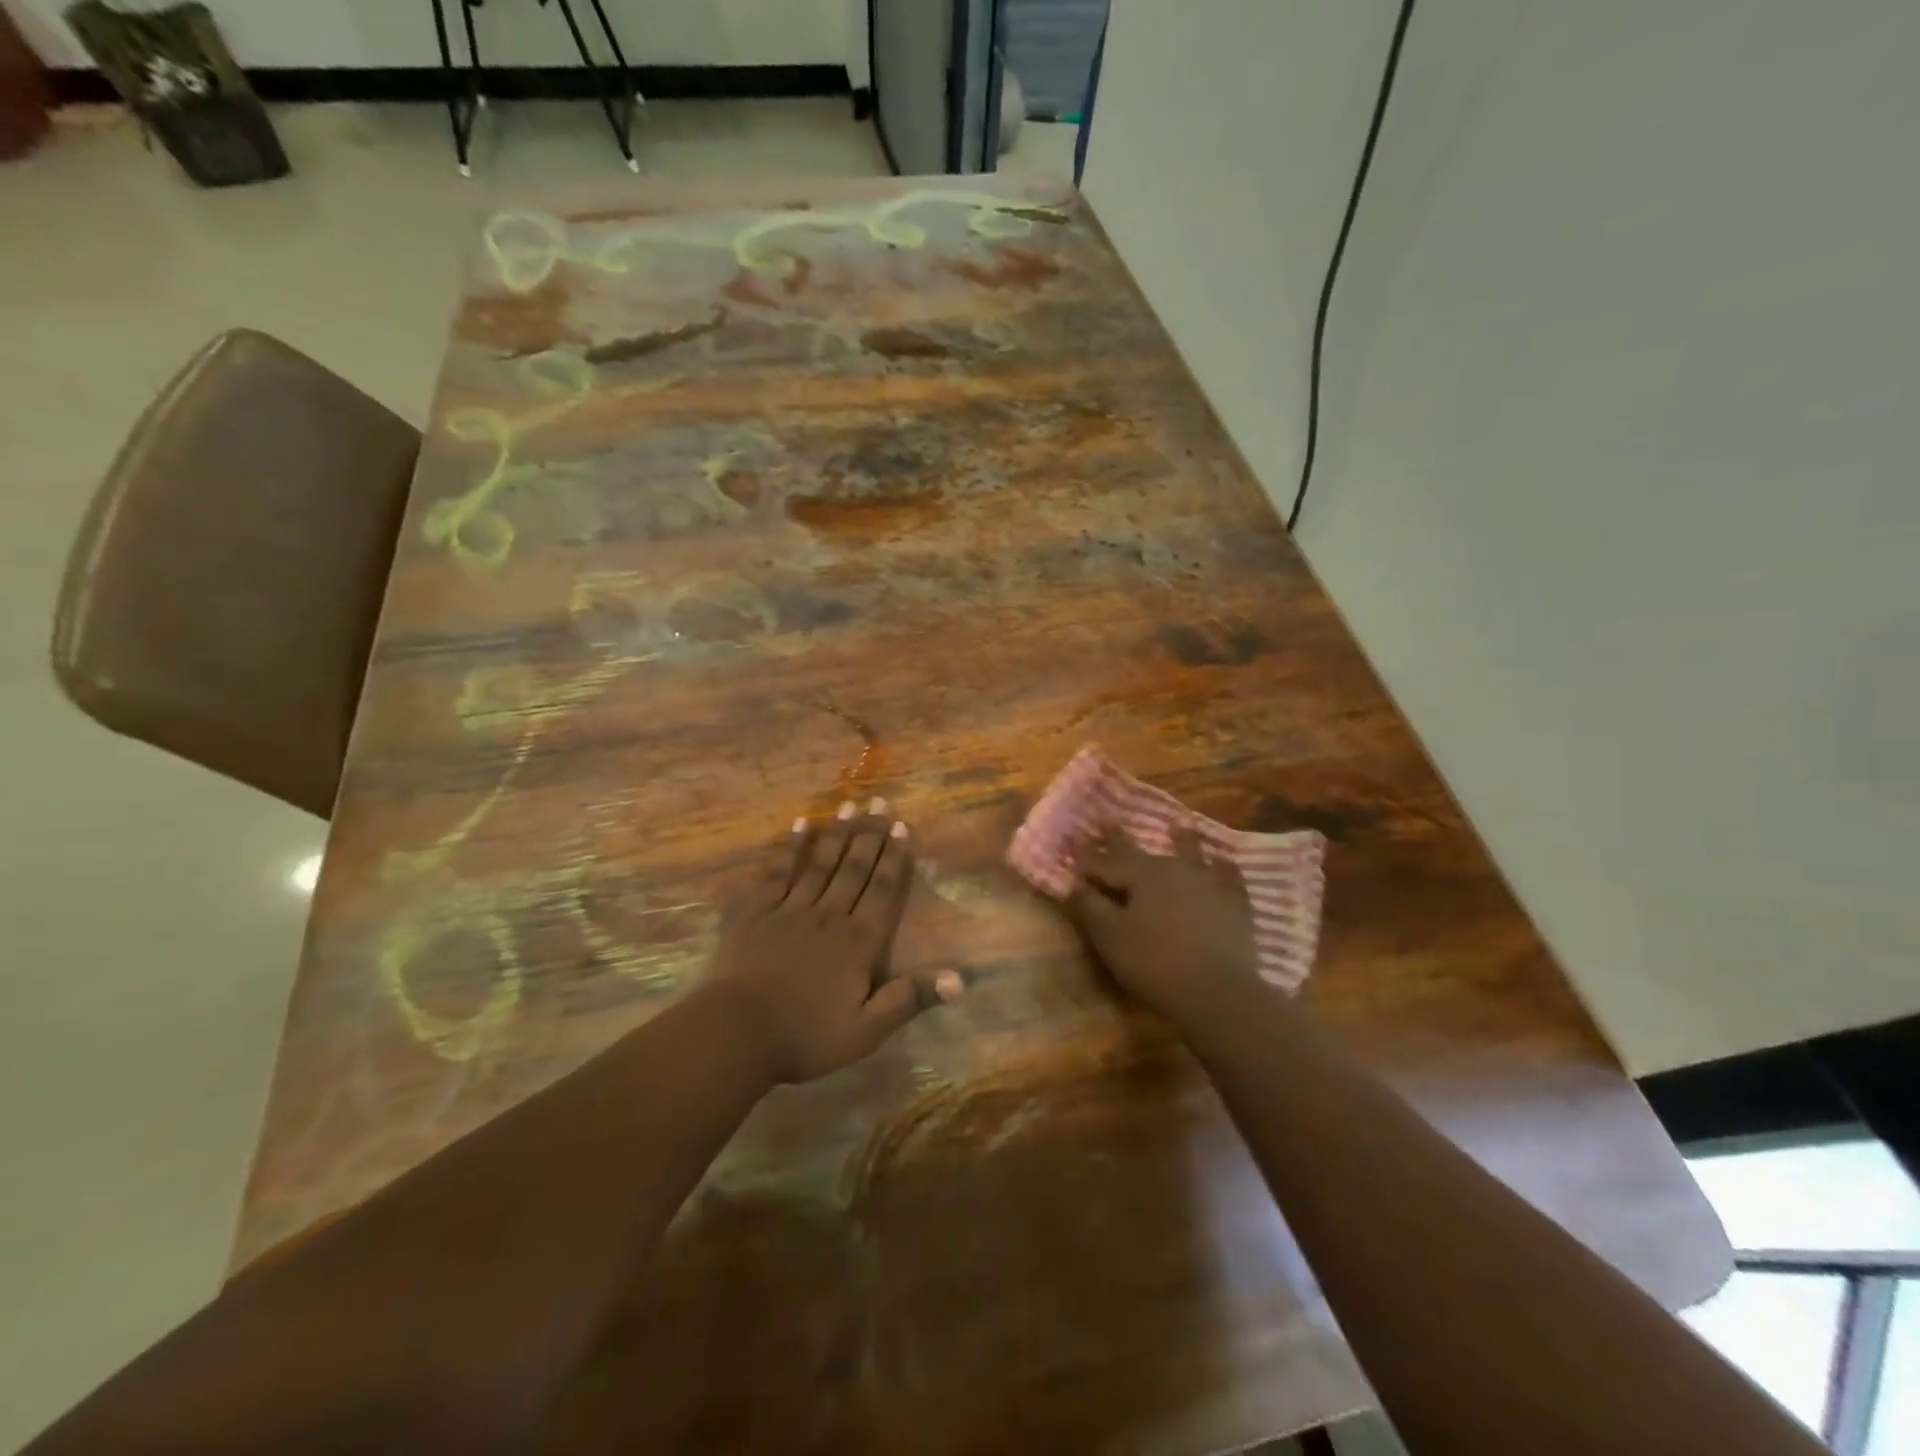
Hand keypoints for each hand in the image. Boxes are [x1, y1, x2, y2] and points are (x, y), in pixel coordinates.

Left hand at [709, 802, 953, 1083]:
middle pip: (852, 868)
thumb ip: (909, 1000)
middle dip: (869, 833)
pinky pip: (775, 872)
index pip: (881, 890)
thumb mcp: (866, 1030)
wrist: (736, 1033)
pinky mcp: (754, 911)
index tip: (901, 825)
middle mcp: (827, 915)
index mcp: (857, 941)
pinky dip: (788, 848)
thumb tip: (960, 980)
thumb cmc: (805, 1035)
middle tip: (879, 801)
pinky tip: (797, 826)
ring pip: (818, 863)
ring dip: (835, 833)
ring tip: (848, 804)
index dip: (893, 857)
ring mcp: (788, 909)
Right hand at [1067, 824, 1258, 1034]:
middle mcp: (1175, 868)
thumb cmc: (1154, 963)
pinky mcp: (1235, 904)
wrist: (1217, 991)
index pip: (1105, 860)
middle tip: (1108, 821)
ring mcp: (1209, 883)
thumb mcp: (1110, 937)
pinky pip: (1228, 877)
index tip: (1071, 840)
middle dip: (1120, 839)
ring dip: (1181, 841)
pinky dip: (1223, 867)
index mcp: (1141, 873)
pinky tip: (1224, 861)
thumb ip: (1090, 906)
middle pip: (1142, 851)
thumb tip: (1076, 884)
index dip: (1085, 854)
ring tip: (1178, 826)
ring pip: (1191, 854)